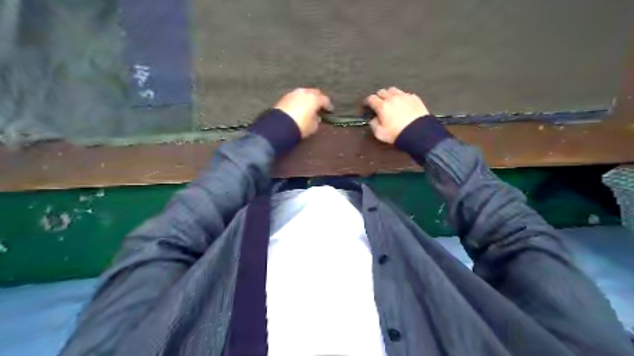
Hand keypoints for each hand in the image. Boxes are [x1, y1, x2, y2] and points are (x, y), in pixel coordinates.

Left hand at [273, 88, 333, 136]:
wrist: (280, 126)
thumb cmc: (300, 126)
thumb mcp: (313, 126)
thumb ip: (317, 120)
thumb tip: (316, 117)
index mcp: (314, 98)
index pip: (325, 100)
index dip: (328, 106)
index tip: (329, 110)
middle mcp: (304, 92)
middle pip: (314, 93)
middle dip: (318, 98)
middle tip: (319, 106)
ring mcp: (293, 93)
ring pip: (304, 93)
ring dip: (307, 98)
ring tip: (308, 106)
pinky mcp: (284, 97)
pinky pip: (295, 97)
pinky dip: (298, 101)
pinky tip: (298, 107)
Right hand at [364, 87, 428, 142]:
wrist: (418, 133)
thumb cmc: (398, 134)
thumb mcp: (380, 134)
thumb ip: (373, 124)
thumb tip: (373, 119)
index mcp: (382, 106)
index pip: (371, 99)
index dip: (367, 101)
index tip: (367, 104)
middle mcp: (392, 98)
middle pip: (382, 92)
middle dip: (378, 97)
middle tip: (379, 103)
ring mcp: (404, 96)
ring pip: (394, 90)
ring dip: (390, 95)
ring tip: (391, 101)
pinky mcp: (414, 98)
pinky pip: (405, 94)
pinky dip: (402, 98)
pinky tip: (403, 104)